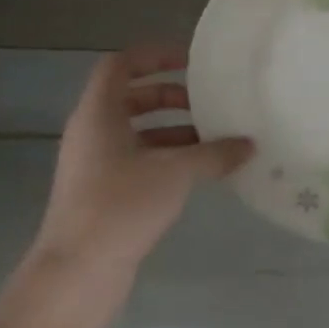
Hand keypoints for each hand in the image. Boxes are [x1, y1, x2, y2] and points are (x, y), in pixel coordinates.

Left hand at [0, 46, 250, 327]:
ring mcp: (95, 165)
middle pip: (131, 97)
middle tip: (208, 103)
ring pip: (137, 132)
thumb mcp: (176, 172)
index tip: (190, 62)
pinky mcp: (103, 194)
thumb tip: (249, 144)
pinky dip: (167, 158)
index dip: (153, 56)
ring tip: (214, 140)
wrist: (78, 271)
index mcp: (99, 113)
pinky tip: (200, 173)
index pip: (120, 65)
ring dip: (173, 131)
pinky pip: (138, 161)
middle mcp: (92, 133)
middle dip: (170, 96)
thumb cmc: (122, 205)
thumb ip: (214, 153)